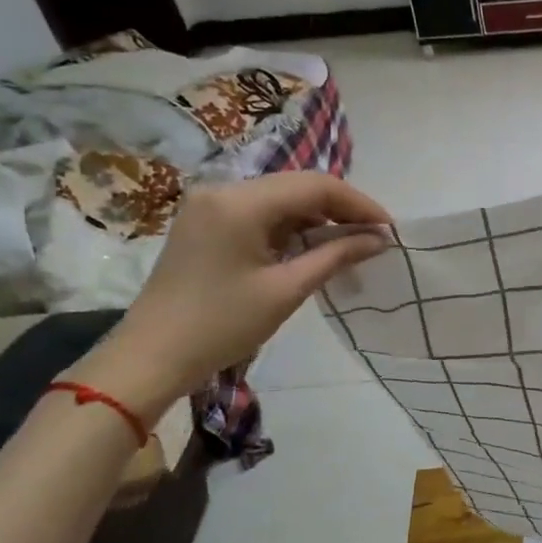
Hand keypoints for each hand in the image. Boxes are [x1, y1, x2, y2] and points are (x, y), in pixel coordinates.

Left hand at [71, 172, 390, 416]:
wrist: (151, 356)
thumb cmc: (222, 324)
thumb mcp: (286, 290)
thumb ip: (336, 256)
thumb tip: (380, 239)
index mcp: (240, 202)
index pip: (315, 186)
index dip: (359, 204)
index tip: (390, 229)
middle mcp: (224, 190)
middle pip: (298, 186)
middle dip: (341, 209)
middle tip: (376, 236)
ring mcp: (211, 205)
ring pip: (281, 199)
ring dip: (318, 218)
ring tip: (351, 244)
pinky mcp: (206, 222)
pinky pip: (262, 213)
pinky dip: (293, 227)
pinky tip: (313, 247)